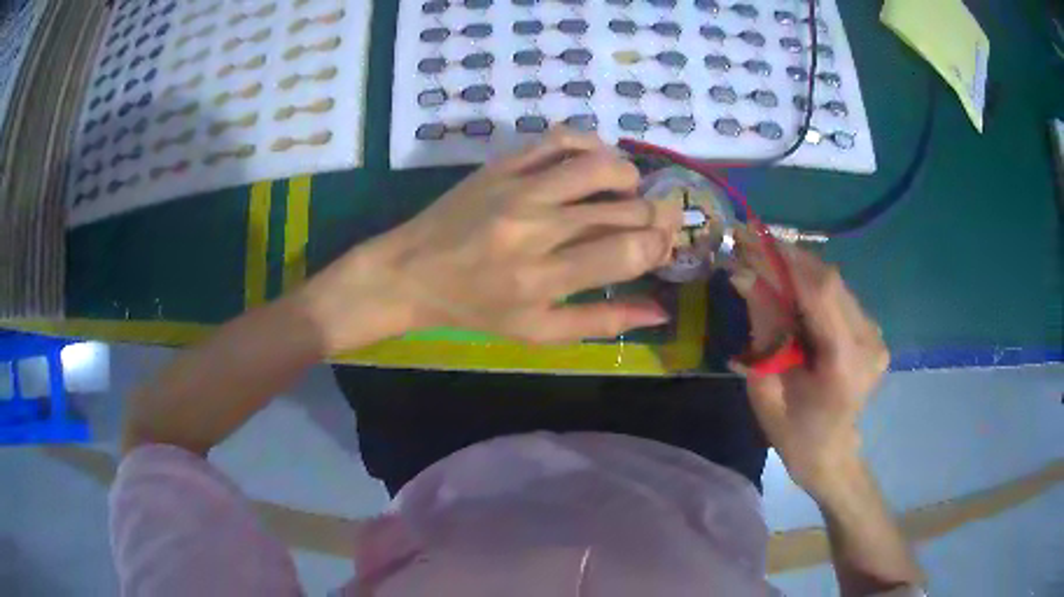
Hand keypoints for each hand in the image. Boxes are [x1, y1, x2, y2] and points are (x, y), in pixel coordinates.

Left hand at [302, 128, 681, 350]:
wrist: (411, 272)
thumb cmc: (475, 309)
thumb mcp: (537, 332)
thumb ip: (602, 322)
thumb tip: (662, 313)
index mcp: (543, 280)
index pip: (627, 251)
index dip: (660, 244)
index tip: (664, 244)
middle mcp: (536, 229)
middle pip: (622, 208)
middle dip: (657, 213)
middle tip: (661, 218)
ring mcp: (517, 189)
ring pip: (599, 164)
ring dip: (630, 176)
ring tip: (630, 191)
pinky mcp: (501, 165)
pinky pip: (558, 139)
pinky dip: (590, 144)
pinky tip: (596, 160)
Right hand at [739, 248, 888, 497]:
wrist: (831, 454)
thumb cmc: (793, 434)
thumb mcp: (766, 388)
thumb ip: (763, 329)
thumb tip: (745, 276)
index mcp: (845, 364)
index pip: (820, 294)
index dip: (784, 263)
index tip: (749, 241)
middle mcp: (869, 341)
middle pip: (830, 280)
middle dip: (787, 258)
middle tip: (750, 243)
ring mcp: (875, 335)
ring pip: (835, 283)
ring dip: (798, 269)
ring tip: (764, 261)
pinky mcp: (872, 331)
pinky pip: (839, 295)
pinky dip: (810, 284)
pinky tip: (789, 286)